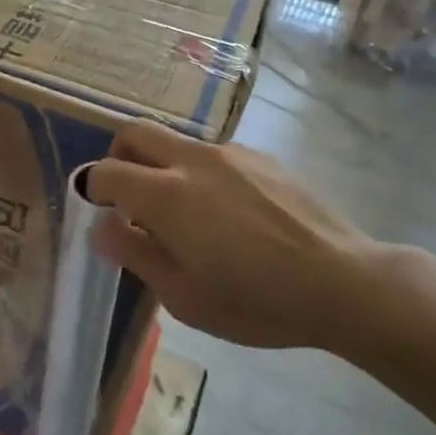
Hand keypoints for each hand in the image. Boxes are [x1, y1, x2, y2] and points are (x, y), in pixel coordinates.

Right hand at [85, 122, 383, 349]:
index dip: (91, 190)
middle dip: (118, 157)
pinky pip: (213, 155)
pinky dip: (199, 174)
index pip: (105, 172)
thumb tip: (102, 226)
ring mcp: (231, 153)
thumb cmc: (257, 301)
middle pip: (135, 133)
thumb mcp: (183, 296)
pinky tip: (228, 215)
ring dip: (161, 167)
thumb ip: (135, 254)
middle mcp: (192, 160)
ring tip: (185, 215)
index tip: (99, 213)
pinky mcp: (262, 158)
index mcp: (166, 195)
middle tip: (127, 197)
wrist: (344, 283)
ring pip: (176, 143)